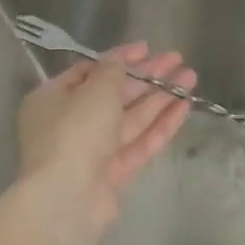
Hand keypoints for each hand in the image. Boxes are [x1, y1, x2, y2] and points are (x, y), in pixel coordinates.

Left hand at [17, 43, 194, 233]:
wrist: (68, 196)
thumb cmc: (74, 131)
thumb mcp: (94, 89)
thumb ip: (113, 70)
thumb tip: (121, 60)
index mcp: (53, 99)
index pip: (89, 72)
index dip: (120, 59)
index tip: (147, 48)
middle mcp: (71, 123)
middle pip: (115, 95)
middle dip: (147, 77)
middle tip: (177, 60)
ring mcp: (94, 151)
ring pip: (132, 118)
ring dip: (161, 97)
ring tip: (190, 78)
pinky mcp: (115, 173)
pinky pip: (141, 142)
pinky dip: (162, 124)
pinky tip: (184, 106)